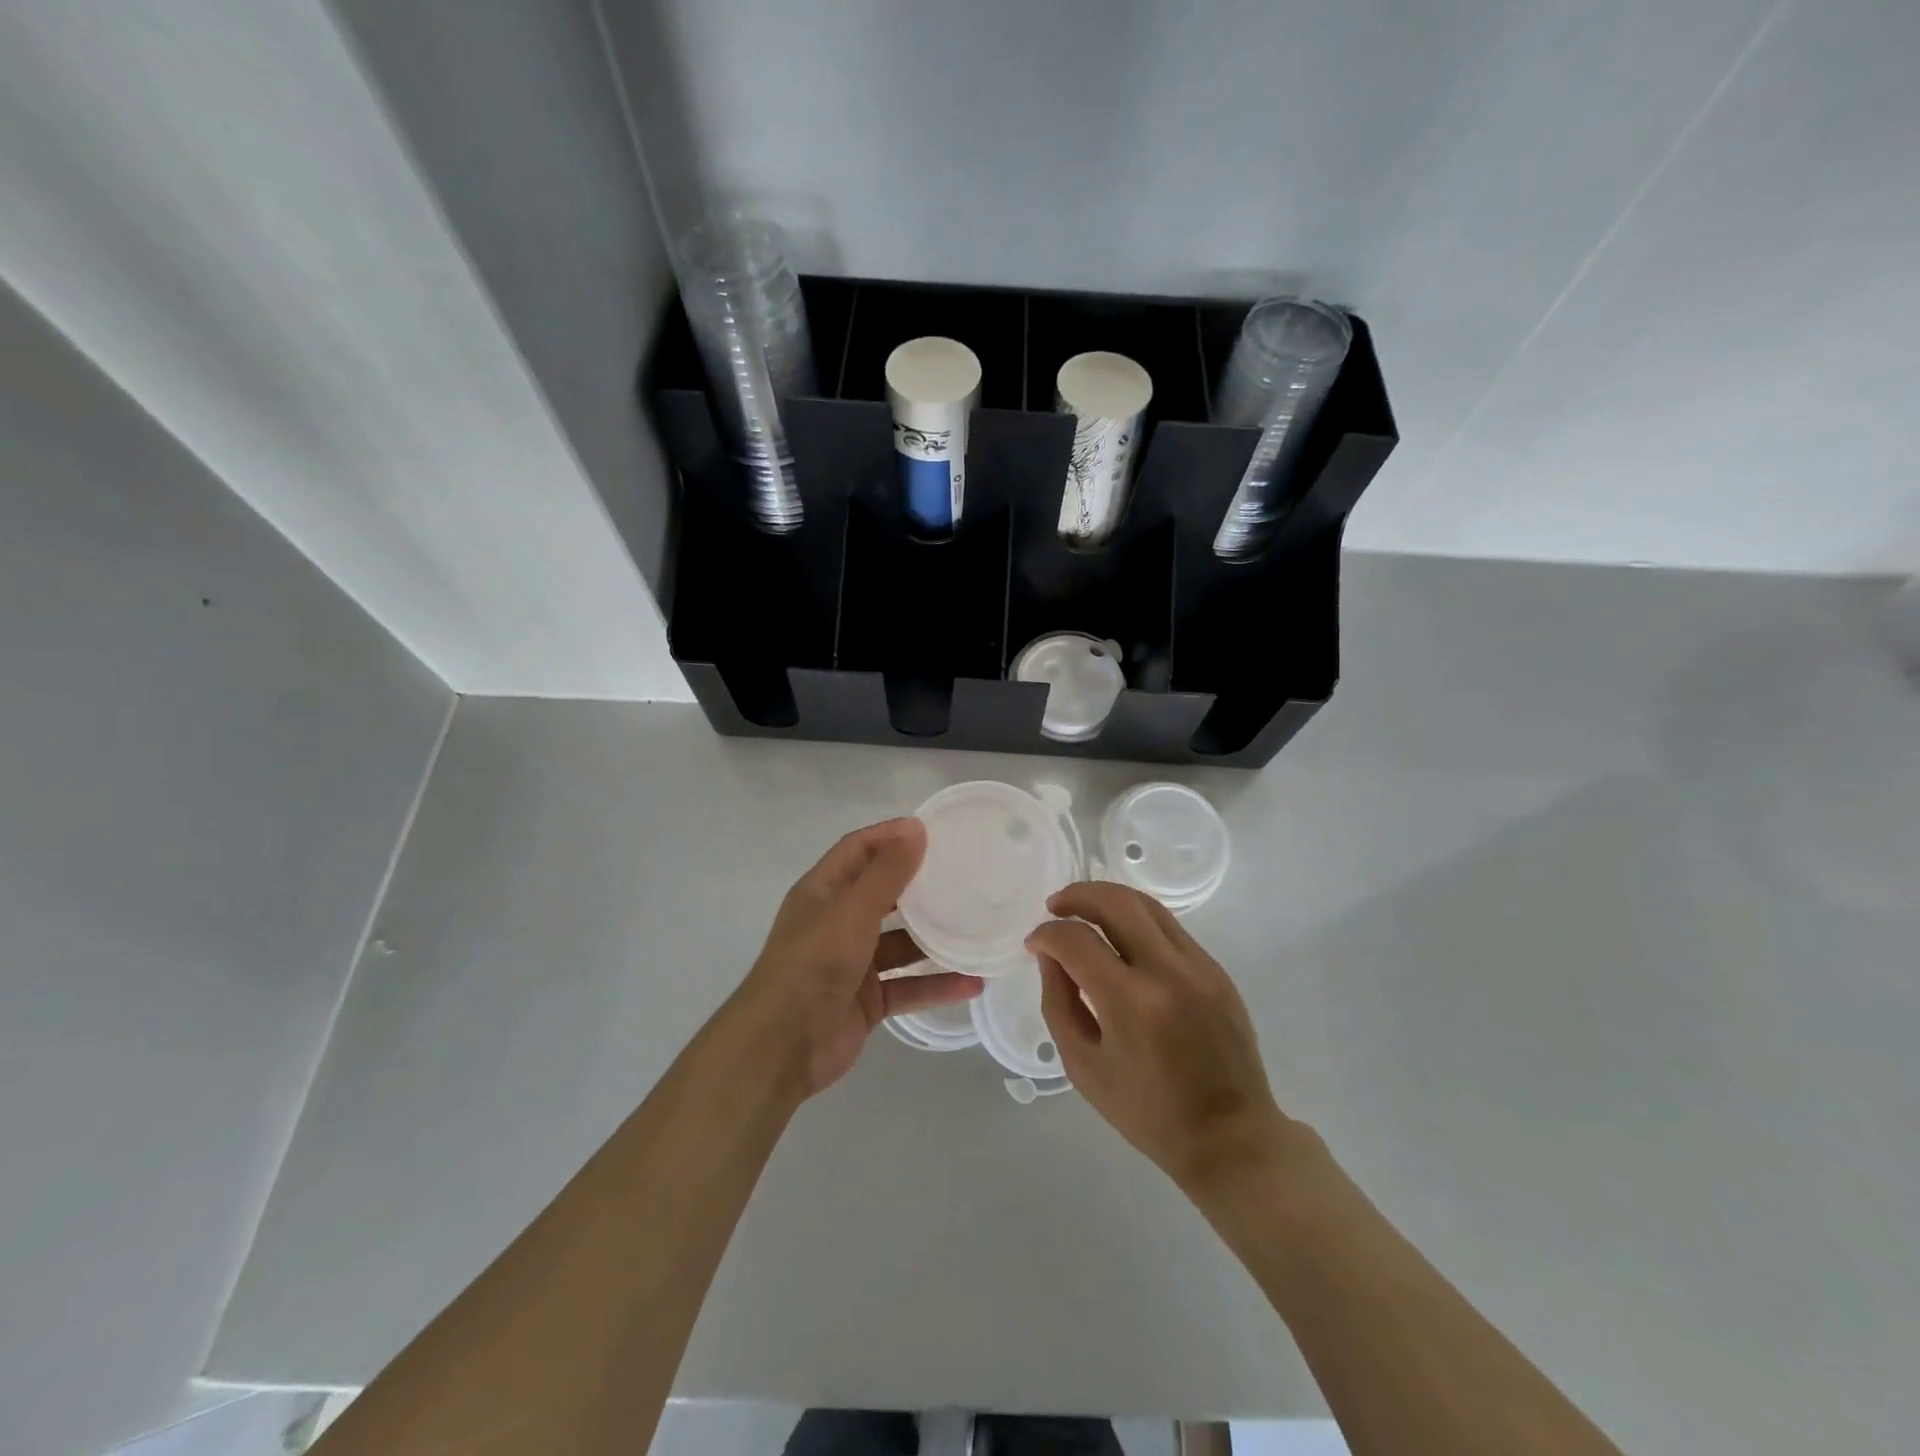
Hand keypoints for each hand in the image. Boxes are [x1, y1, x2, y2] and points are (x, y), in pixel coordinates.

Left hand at [737, 818, 981, 1097]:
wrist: (781, 1048)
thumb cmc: (812, 965)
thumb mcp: (852, 912)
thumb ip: (886, 873)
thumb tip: (916, 828)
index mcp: (823, 892)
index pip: (859, 850)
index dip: (891, 836)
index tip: (934, 830)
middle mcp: (837, 922)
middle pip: (883, 893)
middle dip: (919, 884)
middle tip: (964, 874)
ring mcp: (853, 963)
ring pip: (901, 943)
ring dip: (935, 938)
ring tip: (977, 927)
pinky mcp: (868, 1000)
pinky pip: (908, 985)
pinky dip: (936, 984)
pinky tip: (973, 982)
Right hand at [1027, 883, 1289, 1195]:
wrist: (1230, 1137)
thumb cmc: (1148, 1112)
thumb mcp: (1083, 1066)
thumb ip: (1059, 1003)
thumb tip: (1051, 955)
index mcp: (1132, 1003)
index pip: (1077, 941)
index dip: (1047, 935)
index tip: (1034, 944)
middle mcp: (1169, 972)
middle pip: (1117, 903)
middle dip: (1078, 895)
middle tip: (1055, 906)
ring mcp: (1199, 967)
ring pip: (1147, 906)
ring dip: (1108, 900)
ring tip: (1083, 911)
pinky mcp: (1216, 970)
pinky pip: (1169, 928)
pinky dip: (1136, 921)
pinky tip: (1120, 938)